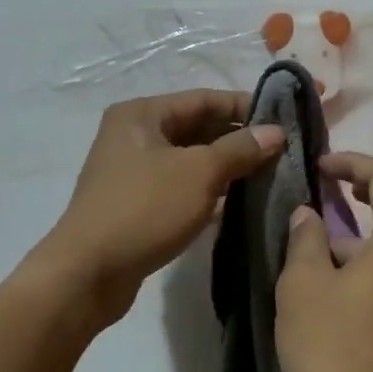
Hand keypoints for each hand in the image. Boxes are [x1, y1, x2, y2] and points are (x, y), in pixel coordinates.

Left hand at [33, 90, 284, 325]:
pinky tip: (238, 202)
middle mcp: (133, 136)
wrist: (89, 272)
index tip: (283, 121)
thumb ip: (239, 149)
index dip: (245, 107)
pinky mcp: (136, 204)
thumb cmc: (144, 209)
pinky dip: (207, 191)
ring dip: (225, 167)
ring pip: (189, 160)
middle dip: (237, 139)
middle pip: (196, 128)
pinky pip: (179, 187)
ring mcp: (132, 172)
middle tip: (281, 152)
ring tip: (267, 175)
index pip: (203, 99)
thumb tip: (276, 132)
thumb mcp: (199, 173)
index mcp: (142, 114)